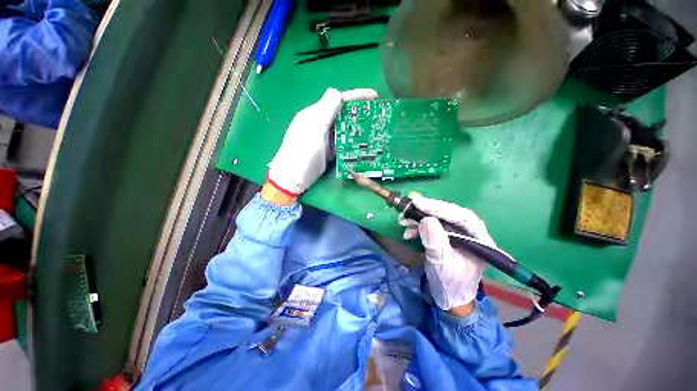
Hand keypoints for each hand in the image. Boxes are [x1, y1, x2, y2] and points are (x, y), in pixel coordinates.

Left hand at [267, 87, 377, 195]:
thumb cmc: (301, 153)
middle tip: (376, 114)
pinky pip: (343, 141)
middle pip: (343, 113)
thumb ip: (325, 111)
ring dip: (358, 127)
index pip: (337, 100)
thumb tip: (337, 92)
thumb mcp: (313, 130)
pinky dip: (352, 140)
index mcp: (315, 114)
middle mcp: (321, 124)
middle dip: (359, 111)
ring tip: (373, 128)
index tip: (374, 96)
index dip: (356, 96)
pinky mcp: (329, 150)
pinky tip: (362, 142)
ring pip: (344, 127)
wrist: (293, 178)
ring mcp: (325, 138)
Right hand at [401, 196, 495, 310]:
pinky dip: (419, 226)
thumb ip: (436, 242)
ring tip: (403, 221)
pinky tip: (408, 232)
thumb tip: (426, 220)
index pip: (461, 216)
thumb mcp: (441, 265)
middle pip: (450, 214)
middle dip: (427, 210)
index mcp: (479, 240)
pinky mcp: (447, 236)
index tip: (418, 203)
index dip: (439, 208)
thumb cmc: (449, 284)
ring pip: (439, 218)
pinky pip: (433, 225)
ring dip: (419, 218)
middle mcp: (472, 233)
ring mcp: (459, 234)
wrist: (449, 298)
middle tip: (409, 207)